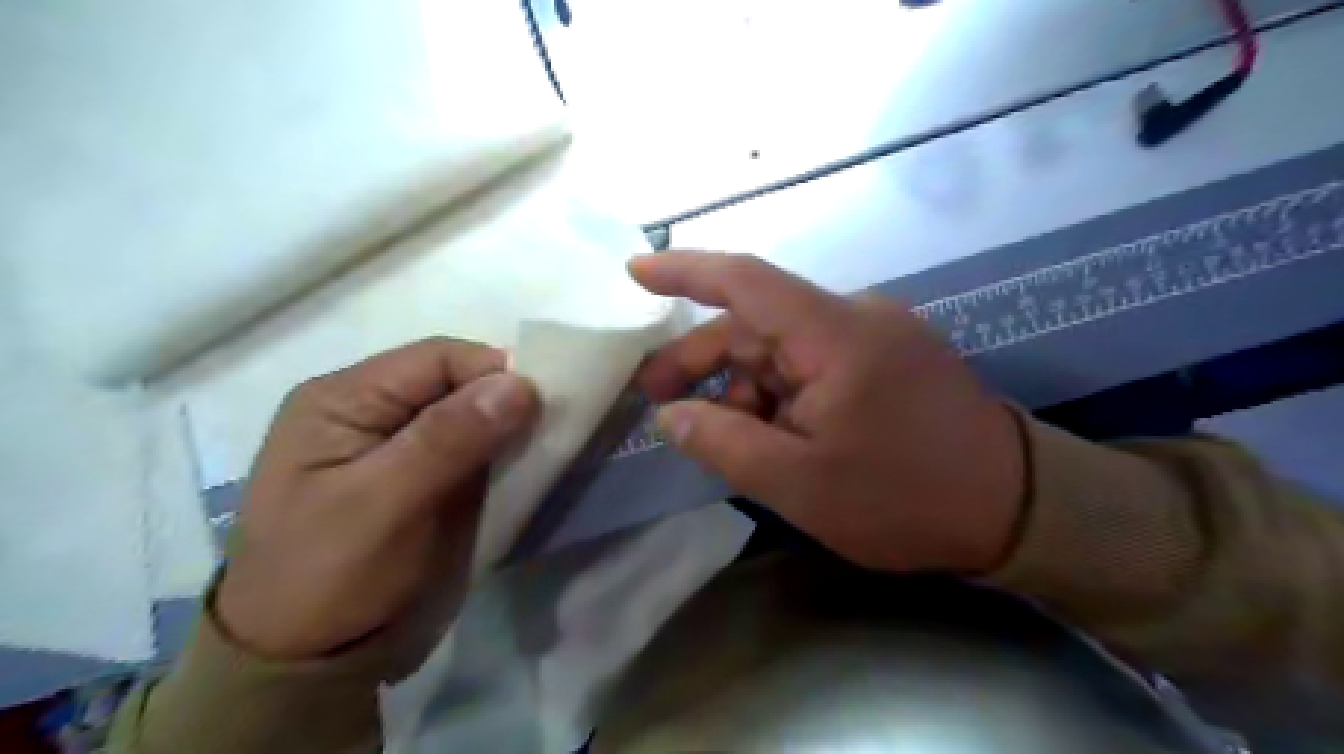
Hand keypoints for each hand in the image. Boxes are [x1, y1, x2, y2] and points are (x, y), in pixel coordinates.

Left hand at [218, 338, 537, 657]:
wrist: (309, 667)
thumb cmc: (329, 579)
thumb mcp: (382, 505)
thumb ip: (449, 439)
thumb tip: (522, 383)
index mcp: (344, 400)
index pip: (437, 358)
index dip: (494, 372)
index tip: (543, 406)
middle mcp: (373, 412)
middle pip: (458, 383)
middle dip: (507, 401)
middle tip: (551, 430)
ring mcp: (402, 447)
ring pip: (474, 415)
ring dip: (512, 429)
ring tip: (546, 449)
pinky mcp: (427, 478)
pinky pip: (477, 449)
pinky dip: (506, 454)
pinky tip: (528, 467)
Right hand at [626, 251, 1025, 572]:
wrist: (1017, 510)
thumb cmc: (905, 497)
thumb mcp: (800, 483)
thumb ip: (725, 444)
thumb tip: (671, 418)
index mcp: (835, 333)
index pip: (745, 280)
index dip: (684, 271)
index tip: (634, 272)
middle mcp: (855, 318)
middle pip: (757, 324)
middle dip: (703, 361)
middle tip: (658, 400)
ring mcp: (875, 337)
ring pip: (783, 349)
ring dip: (745, 389)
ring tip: (726, 439)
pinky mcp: (888, 359)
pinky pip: (814, 364)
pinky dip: (781, 394)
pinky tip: (772, 434)